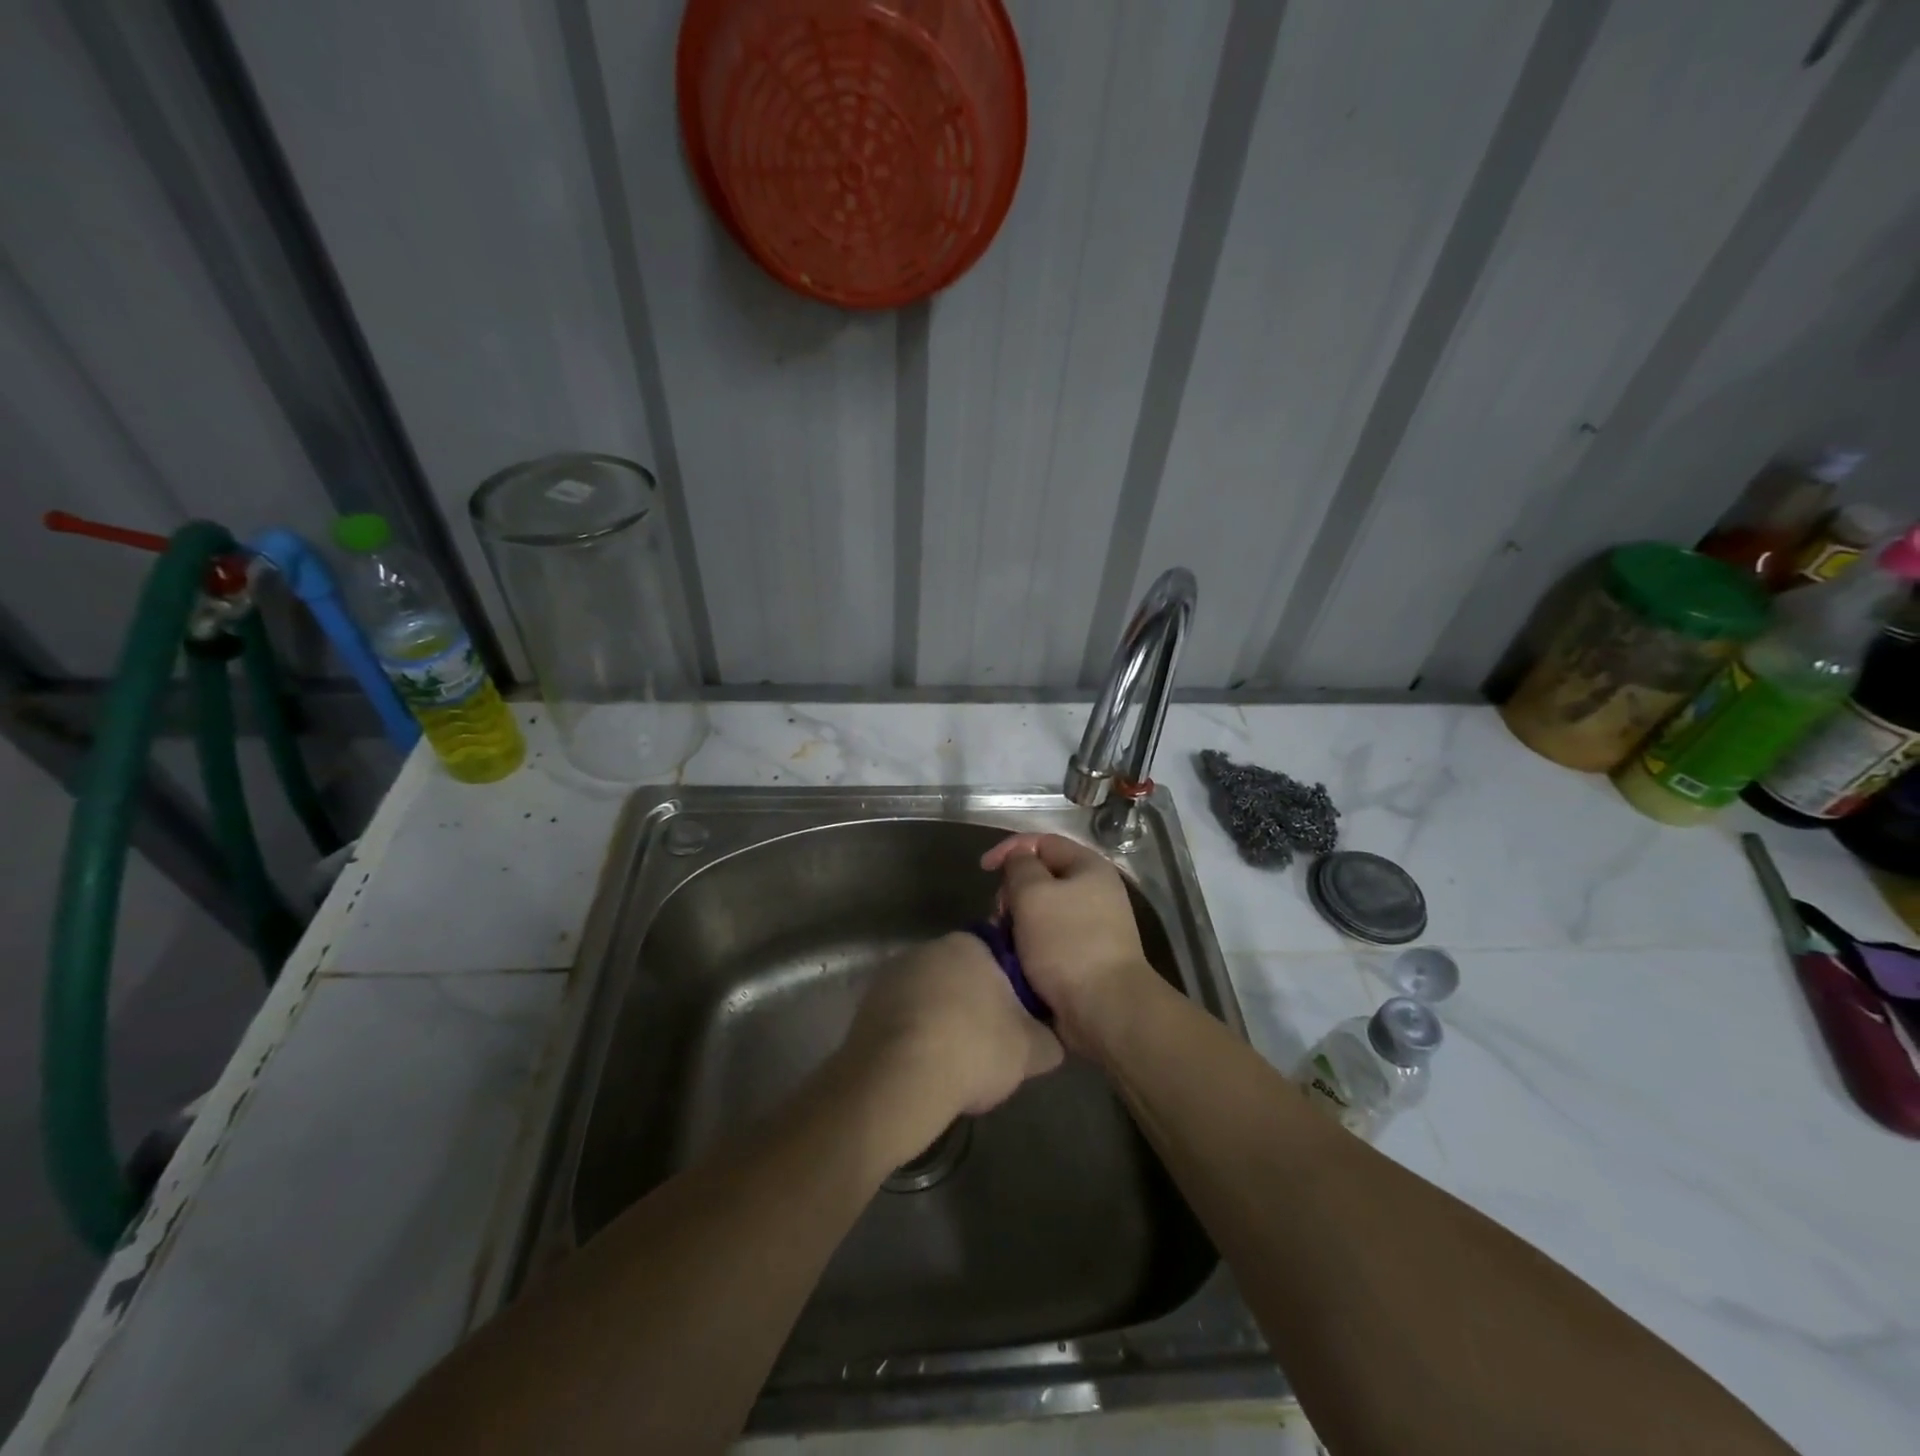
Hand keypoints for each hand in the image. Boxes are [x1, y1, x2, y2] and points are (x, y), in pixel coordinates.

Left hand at [841, 933, 1063, 1129]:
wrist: (898, 1079)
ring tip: (952, 1065)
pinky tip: (922, 1069)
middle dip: (972, 1005)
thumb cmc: (973, 1049)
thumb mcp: (1032, 1050)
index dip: (1008, 991)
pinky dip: (913, 1037)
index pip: (997, 957)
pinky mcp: (867, 1005)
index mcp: (968, 945)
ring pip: (929, 997)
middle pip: (960, 976)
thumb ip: (1048, 1038)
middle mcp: (928, 948)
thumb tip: (1050, 1037)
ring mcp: (893, 975)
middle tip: (986, 1047)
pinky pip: (902, 1019)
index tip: (1013, 1024)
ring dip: (940, 1021)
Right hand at [980, 834, 1164, 1056]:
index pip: (1043, 842)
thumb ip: (1020, 866)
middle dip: (1012, 891)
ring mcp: (1092, 926)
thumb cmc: (1067, 943)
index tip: (983, 870)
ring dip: (1017, 922)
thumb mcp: (1033, 893)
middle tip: (999, 914)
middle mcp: (1095, 892)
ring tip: (1004, 941)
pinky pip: (1048, 939)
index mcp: (1089, 867)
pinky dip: (1028, 944)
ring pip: (1041, 911)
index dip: (1010, 849)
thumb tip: (1019, 861)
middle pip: (1041, 877)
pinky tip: (1016, 959)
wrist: (1105, 1008)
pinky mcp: (1084, 957)